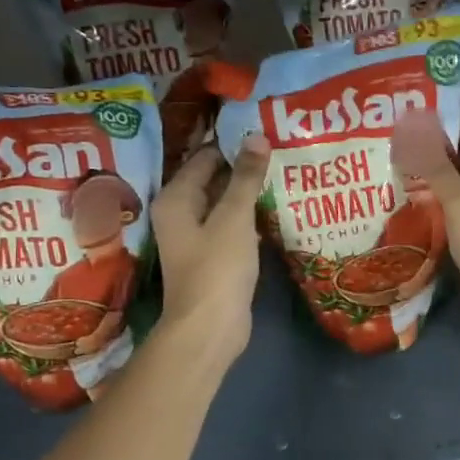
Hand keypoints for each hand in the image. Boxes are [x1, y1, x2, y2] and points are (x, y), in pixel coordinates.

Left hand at [151, 135, 268, 364]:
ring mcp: (196, 237)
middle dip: (243, 166)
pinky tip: (276, 208)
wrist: (210, 329)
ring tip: (283, 171)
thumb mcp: (234, 217)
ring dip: (248, 192)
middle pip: (212, 179)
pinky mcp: (213, 256)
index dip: (233, 143)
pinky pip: (232, 226)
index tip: (265, 130)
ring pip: (224, 204)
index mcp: (176, 198)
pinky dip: (249, 216)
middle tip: (280, 148)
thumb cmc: (217, 269)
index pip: (204, 157)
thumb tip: (257, 137)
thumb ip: (245, 177)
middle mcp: (180, 213)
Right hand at [390, 106, 459, 335]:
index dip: (452, 113)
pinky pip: (456, 198)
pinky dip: (436, 191)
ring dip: (433, 166)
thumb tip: (414, 129)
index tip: (415, 113)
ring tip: (395, 158)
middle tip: (396, 134)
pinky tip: (407, 191)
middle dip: (436, 138)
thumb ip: (438, 170)